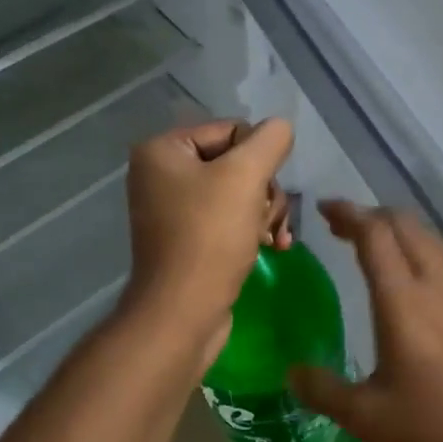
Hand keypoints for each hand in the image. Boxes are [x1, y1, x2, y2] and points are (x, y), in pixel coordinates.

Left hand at [121, 118, 294, 365]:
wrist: (182, 314)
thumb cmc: (210, 238)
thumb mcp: (245, 177)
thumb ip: (269, 141)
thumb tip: (280, 127)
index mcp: (163, 150)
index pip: (232, 131)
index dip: (259, 158)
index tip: (266, 191)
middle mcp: (162, 174)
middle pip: (237, 163)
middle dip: (264, 190)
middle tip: (270, 219)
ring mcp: (173, 208)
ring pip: (240, 192)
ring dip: (265, 212)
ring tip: (274, 238)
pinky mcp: (187, 238)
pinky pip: (229, 218)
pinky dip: (252, 229)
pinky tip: (272, 247)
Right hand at [291, 200, 442, 441]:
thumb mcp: (371, 420)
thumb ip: (325, 391)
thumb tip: (292, 372)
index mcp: (405, 302)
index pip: (374, 234)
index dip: (348, 213)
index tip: (324, 208)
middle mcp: (440, 287)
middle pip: (407, 226)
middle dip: (373, 216)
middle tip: (344, 229)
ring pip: (433, 244)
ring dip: (401, 237)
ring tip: (377, 256)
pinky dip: (425, 262)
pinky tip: (418, 299)